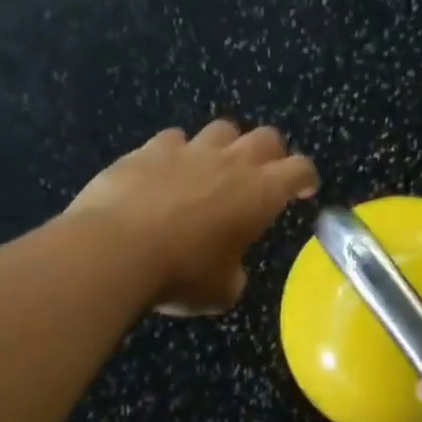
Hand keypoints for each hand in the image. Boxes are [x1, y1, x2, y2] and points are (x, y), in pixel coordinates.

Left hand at [67, 120, 318, 314]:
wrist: (115, 250)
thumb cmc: (180, 275)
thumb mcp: (222, 291)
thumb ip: (235, 273)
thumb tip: (230, 269)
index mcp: (260, 193)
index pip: (300, 169)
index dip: (306, 178)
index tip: (303, 191)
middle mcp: (231, 162)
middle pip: (266, 137)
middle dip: (271, 154)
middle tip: (262, 177)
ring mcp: (189, 150)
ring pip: (222, 129)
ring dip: (225, 146)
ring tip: (213, 169)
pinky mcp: (149, 149)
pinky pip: (173, 139)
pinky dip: (177, 153)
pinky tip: (166, 172)